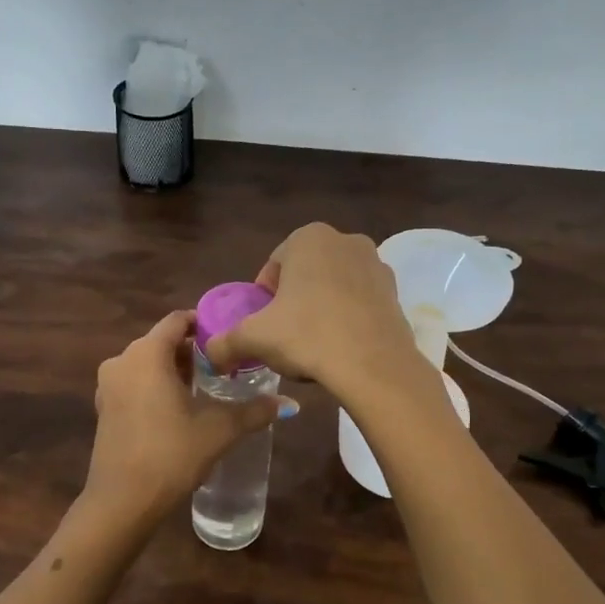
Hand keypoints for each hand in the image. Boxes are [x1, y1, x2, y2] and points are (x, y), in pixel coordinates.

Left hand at [82, 310, 294, 532]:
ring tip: (205, 388)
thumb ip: (254, 411)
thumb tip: (289, 403)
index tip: (228, 338)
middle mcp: (122, 361)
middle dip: (192, 351)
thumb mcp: (219, 430)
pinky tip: (178, 409)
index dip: (204, 323)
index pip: (177, 320)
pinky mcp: (104, 409)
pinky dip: (155, 387)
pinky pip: (134, 383)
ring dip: (174, 370)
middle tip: (223, 366)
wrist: (122, 502)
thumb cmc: (171, 454)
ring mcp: (108, 386)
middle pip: (161, 342)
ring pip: (146, 364)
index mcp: (147, 354)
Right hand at [205, 223, 422, 400]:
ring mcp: (376, 264)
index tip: (265, 326)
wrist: (373, 365)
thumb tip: (209, 354)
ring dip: (321, 310)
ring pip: (334, 288)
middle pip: (305, 275)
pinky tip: (341, 349)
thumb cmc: (307, 336)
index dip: (264, 299)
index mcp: (308, 238)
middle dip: (294, 302)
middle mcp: (345, 240)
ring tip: (315, 346)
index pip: (273, 267)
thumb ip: (224, 342)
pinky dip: (348, 319)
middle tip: (287, 337)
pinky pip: (360, 304)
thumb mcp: (254, 338)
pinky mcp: (396, 292)